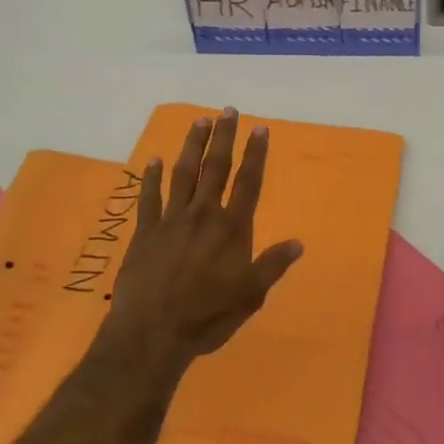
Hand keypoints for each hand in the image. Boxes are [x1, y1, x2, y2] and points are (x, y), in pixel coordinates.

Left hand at [99, 108, 303, 375]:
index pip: (248, 182)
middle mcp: (202, 215)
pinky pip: (149, 198)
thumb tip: (298, 242)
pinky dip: (151, 178)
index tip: (260, 128)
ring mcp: (171, 221)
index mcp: (231, 228)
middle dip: (224, 137)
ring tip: (199, 121)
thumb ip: (272, 265)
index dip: (255, 154)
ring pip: (183, 174)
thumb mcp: (250, 296)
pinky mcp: (145, 232)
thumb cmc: (207, 316)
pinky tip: (154, 160)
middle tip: (228, 110)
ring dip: (192, 146)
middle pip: (216, 168)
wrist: (151, 333)